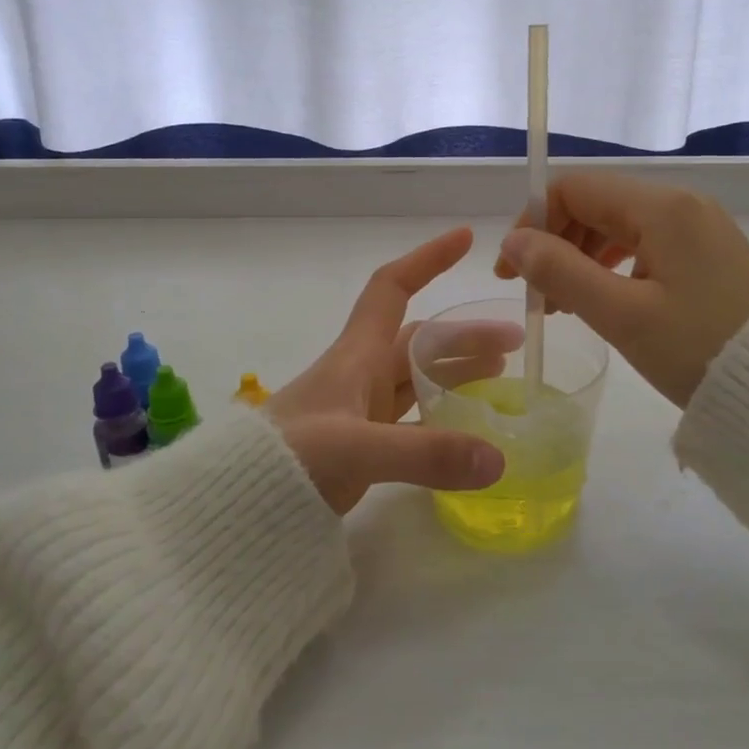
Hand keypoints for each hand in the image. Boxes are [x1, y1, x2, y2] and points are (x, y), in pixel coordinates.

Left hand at [269, 227, 514, 512]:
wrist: (233, 509)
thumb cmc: (286, 459)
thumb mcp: (355, 449)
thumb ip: (425, 453)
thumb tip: (498, 458)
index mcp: (356, 355)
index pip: (392, 288)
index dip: (427, 259)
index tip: (466, 239)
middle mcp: (361, 375)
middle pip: (421, 339)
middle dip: (465, 333)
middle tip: (515, 341)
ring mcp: (360, 412)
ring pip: (419, 380)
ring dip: (458, 373)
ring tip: (502, 376)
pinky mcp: (361, 448)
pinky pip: (413, 422)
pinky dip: (442, 422)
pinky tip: (468, 433)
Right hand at [494, 173, 748, 407]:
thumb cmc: (698, 349)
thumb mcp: (621, 314)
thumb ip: (560, 271)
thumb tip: (513, 242)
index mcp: (662, 208)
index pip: (576, 189)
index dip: (534, 222)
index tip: (513, 271)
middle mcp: (682, 205)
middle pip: (597, 204)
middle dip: (557, 243)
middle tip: (537, 296)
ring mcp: (700, 228)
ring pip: (621, 226)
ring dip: (582, 256)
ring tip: (565, 304)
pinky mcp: (710, 255)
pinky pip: (647, 245)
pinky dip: (614, 266)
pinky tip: (606, 300)